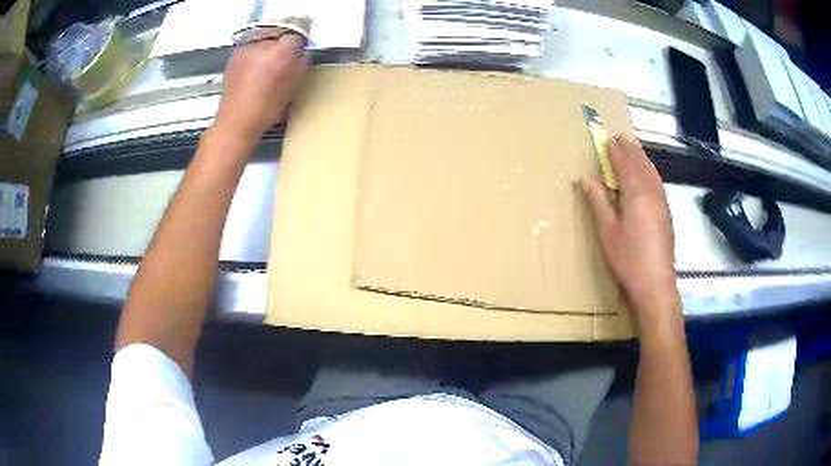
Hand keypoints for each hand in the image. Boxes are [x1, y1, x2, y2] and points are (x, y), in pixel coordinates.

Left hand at [214, 33, 309, 144]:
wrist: (235, 122)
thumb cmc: (266, 109)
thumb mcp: (292, 86)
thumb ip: (300, 62)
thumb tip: (303, 51)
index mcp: (280, 52)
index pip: (297, 31)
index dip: (302, 37)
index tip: (302, 45)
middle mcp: (261, 44)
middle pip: (280, 32)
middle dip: (284, 41)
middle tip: (286, 56)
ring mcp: (245, 48)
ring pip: (264, 37)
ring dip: (269, 46)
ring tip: (269, 64)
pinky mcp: (234, 55)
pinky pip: (251, 45)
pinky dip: (256, 52)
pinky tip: (255, 68)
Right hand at [582, 135, 679, 330]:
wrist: (656, 285)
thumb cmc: (628, 259)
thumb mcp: (607, 232)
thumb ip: (599, 202)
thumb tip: (587, 178)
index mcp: (636, 194)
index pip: (625, 164)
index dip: (616, 151)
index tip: (607, 139)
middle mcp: (652, 193)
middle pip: (642, 164)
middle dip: (631, 150)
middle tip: (621, 139)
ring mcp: (662, 203)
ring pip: (652, 173)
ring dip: (642, 159)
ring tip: (633, 151)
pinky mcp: (667, 214)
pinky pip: (657, 183)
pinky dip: (650, 172)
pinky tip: (647, 176)